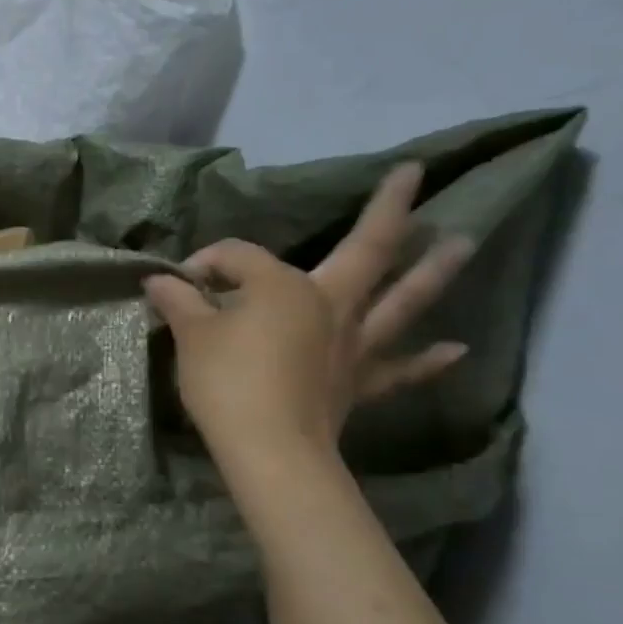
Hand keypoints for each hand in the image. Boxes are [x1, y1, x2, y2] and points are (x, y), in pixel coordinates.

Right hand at [143, 162, 473, 463]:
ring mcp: (352, 342)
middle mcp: (329, 303)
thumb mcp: (190, 336)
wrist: (269, 449)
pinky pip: (399, 369)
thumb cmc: (226, 383)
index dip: (207, 263)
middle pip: (366, 249)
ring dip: (433, 271)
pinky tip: (457, 349)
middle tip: (415, 173)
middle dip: (388, 210)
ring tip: (465, 241)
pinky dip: (427, 360)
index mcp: (282, 285)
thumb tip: (157, 279)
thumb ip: (177, 301)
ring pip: (399, 301)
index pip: (238, 257)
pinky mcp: (359, 382)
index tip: (180, 283)